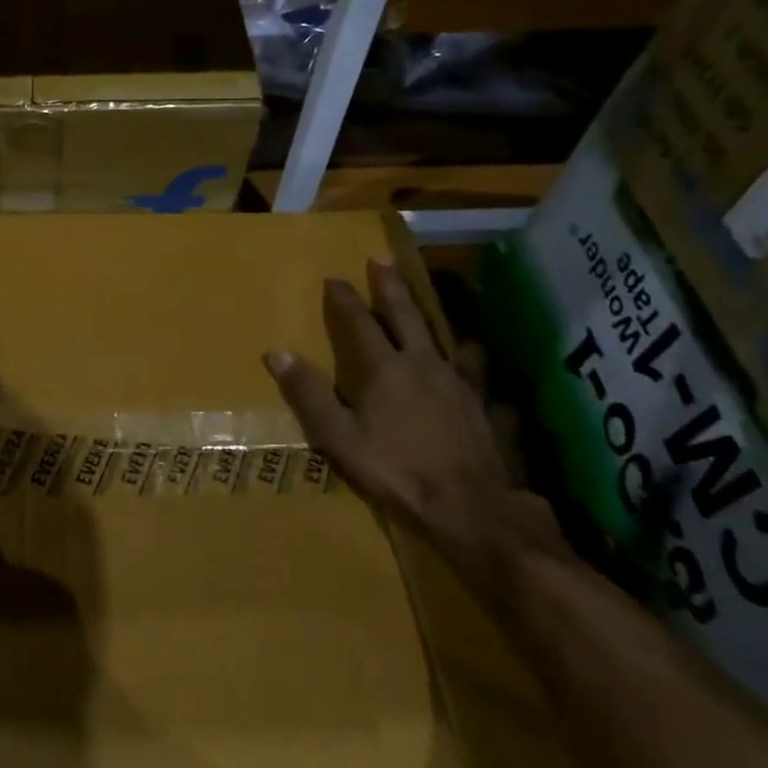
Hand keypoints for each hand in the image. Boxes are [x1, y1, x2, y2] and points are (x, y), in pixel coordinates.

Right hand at [264, 260, 558, 579]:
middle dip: (392, 287)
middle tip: (384, 258)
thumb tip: (276, 353)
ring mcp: (464, 386)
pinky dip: (480, 380)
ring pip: (453, 344)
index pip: (359, 323)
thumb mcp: (338, 437)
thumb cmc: (396, 471)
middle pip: (407, 316)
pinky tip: (484, 391)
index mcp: (386, 369)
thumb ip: (309, 394)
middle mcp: (425, 365)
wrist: (472, 509)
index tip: (334, 278)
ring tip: (444, 324)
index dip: (344, 299)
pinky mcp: (492, 411)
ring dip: (443, 328)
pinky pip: (486, 386)